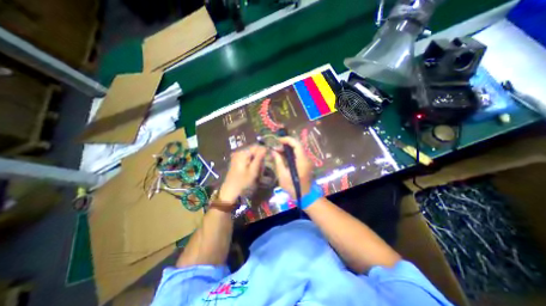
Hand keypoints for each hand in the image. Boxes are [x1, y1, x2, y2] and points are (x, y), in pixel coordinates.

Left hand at [219, 144, 267, 203]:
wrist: (230, 190)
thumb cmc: (243, 181)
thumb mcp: (253, 170)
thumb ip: (259, 158)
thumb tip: (265, 147)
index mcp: (243, 153)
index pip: (256, 146)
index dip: (264, 150)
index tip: (269, 157)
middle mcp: (239, 151)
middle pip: (253, 149)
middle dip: (259, 155)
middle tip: (263, 165)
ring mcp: (236, 155)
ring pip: (250, 153)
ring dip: (256, 159)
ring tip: (258, 168)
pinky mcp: (236, 160)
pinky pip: (246, 157)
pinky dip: (251, 161)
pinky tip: (253, 168)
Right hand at [272, 137, 313, 199]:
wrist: (304, 195)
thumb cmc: (292, 187)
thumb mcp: (283, 175)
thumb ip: (278, 161)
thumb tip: (273, 151)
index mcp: (302, 160)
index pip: (297, 144)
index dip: (287, 139)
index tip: (277, 140)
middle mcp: (306, 158)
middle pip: (297, 145)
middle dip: (286, 144)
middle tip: (275, 147)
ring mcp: (307, 160)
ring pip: (297, 149)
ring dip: (287, 148)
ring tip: (277, 150)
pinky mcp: (305, 163)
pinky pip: (298, 154)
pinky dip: (290, 153)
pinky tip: (283, 155)